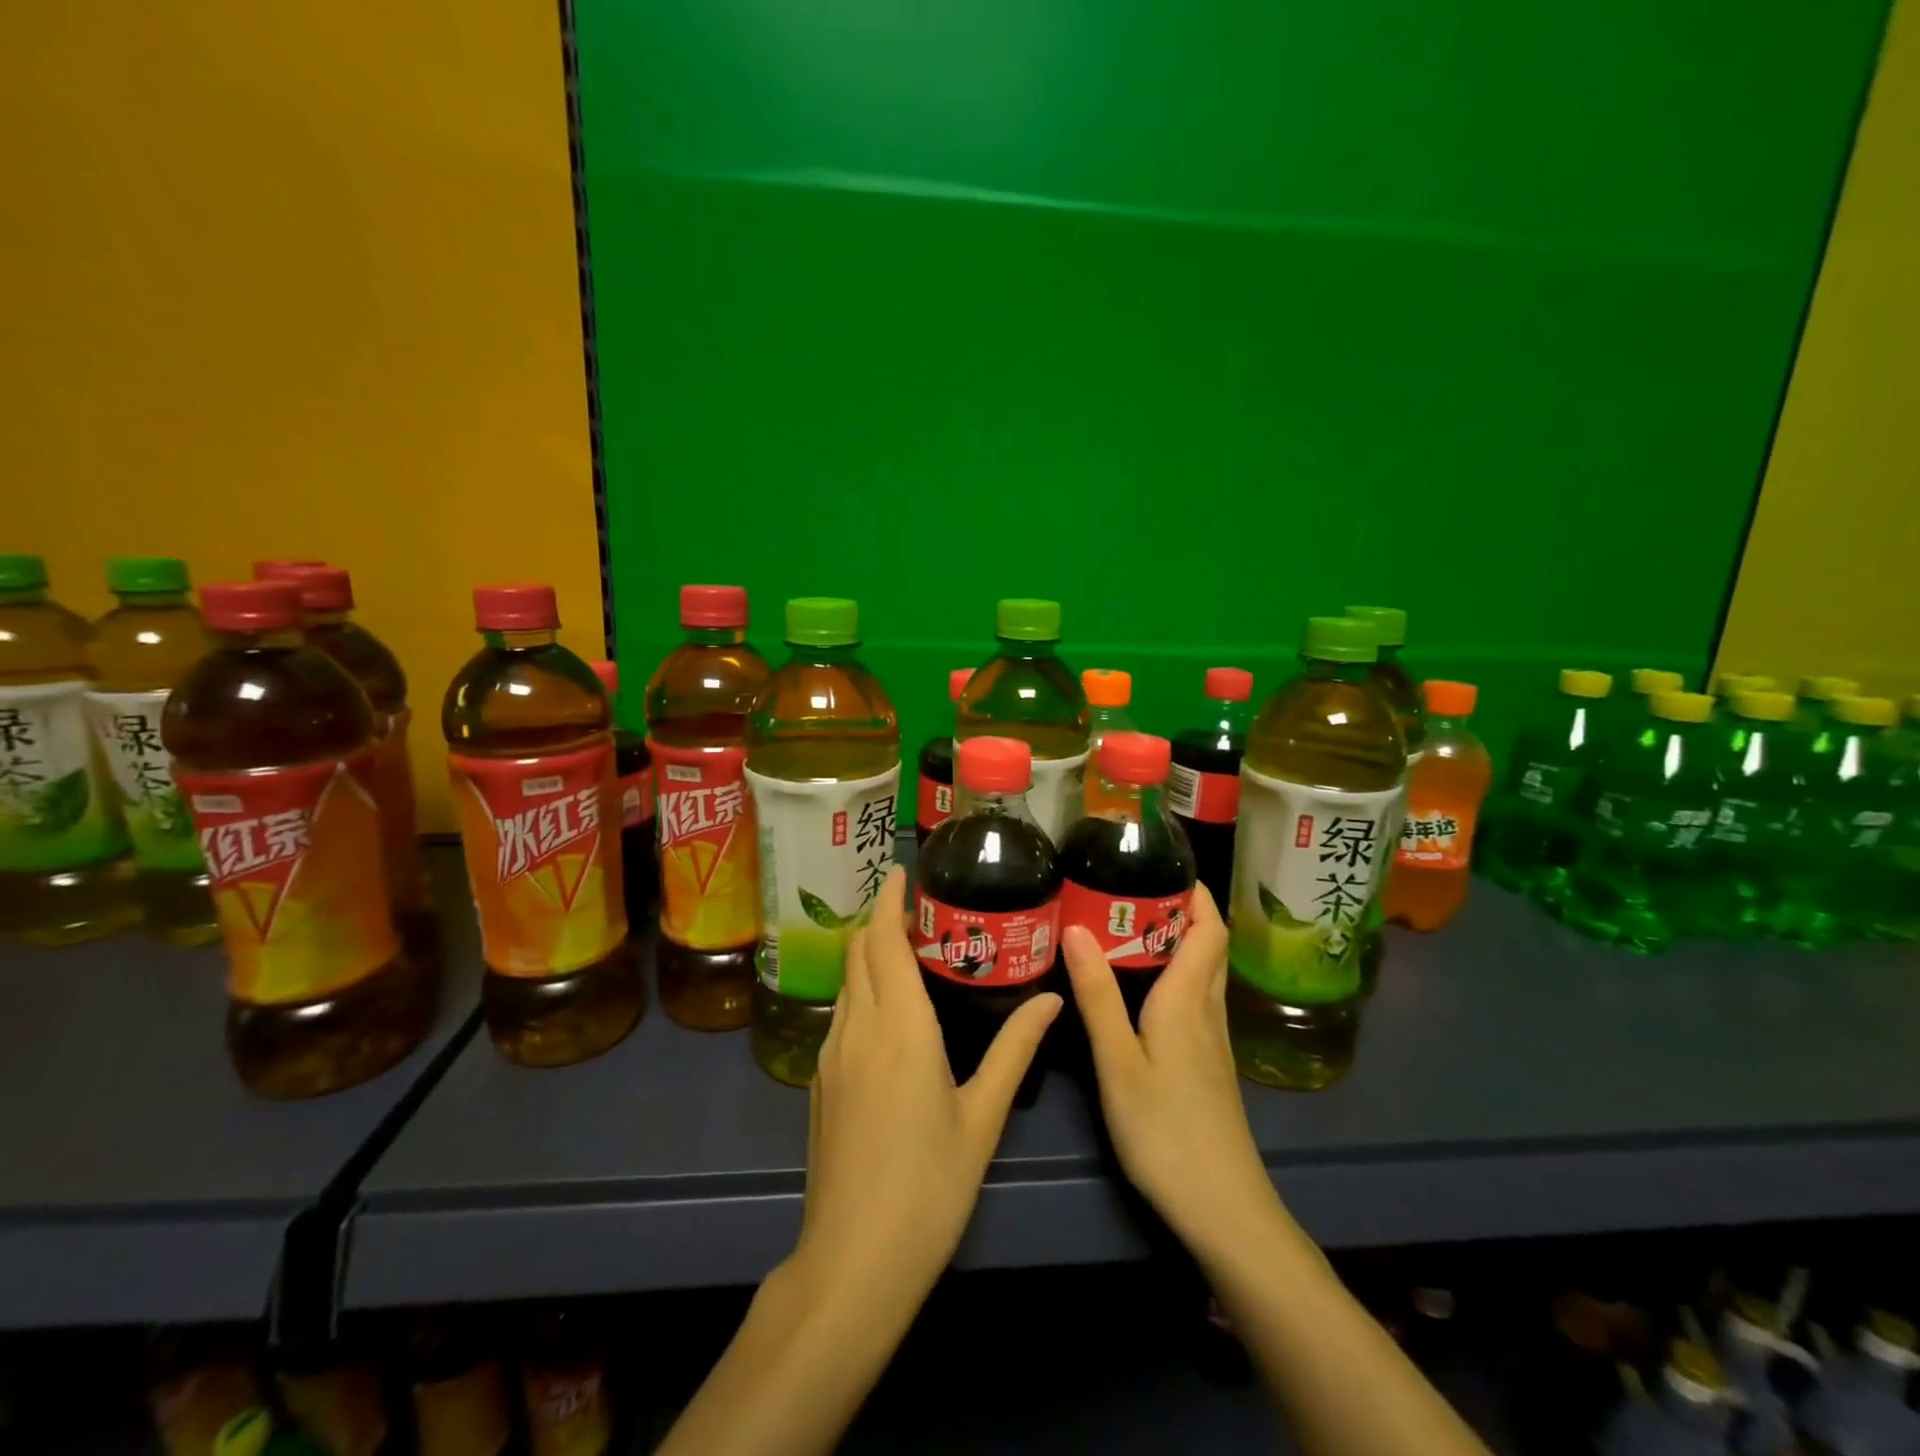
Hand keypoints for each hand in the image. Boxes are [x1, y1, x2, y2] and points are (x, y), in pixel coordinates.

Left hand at [790, 866, 1061, 1313]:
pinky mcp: (819, 1080)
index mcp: (899, 1026)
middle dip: (881, 920)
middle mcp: (858, 1026)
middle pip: (859, 951)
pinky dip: (861, 989)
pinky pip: (840, 1013)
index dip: (890, 901)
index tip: (902, 873)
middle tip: (918, 912)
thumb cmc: (929, 1186)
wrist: (853, 1260)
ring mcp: (831, 1053)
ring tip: (906, 951)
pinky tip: (887, 1010)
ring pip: (847, 981)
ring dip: (869, 954)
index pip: (883, 940)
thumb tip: (1052, 998)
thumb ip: (1016, 1049)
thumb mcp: (982, 1116)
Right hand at [1061, 884, 1280, 1254]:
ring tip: (1126, 928)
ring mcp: (1213, 1041)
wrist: (1223, 1209)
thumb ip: (1098, 995)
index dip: (1194, 892)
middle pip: (1208, 945)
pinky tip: (1141, 989)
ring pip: (1203, 973)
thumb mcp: (1119, 1062)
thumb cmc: (1166, 1131)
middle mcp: (1207, 1011)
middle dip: (1178, 909)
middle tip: (1127, 891)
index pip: (1207, 928)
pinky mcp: (1209, 1065)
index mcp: (1188, 999)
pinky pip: (1196, 999)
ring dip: (1176, 941)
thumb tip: (1076, 928)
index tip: (1160, 864)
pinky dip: (1174, 975)